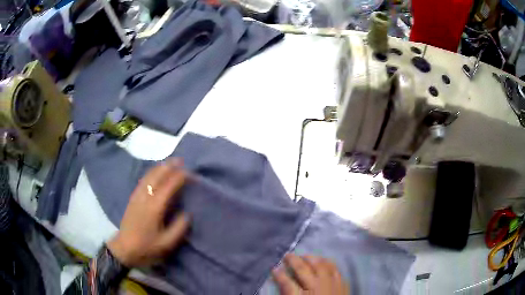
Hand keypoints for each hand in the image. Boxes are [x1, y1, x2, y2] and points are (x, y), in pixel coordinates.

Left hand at [107, 158, 189, 266]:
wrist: (124, 249)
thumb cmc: (146, 247)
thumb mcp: (166, 244)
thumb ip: (179, 228)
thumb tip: (187, 214)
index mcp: (154, 208)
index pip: (168, 187)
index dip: (178, 178)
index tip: (189, 173)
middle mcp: (144, 198)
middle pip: (156, 177)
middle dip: (168, 167)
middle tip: (180, 160)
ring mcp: (137, 197)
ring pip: (148, 177)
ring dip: (159, 168)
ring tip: (168, 163)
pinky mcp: (132, 199)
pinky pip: (142, 181)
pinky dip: (150, 173)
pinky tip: (153, 173)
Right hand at [273, 254, 348, 294]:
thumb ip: (290, 294)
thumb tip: (283, 285)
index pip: (287, 283)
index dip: (279, 275)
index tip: (274, 268)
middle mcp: (316, 287)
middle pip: (302, 269)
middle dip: (293, 260)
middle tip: (286, 255)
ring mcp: (331, 283)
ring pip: (319, 265)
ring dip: (310, 258)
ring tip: (304, 256)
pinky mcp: (342, 283)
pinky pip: (334, 268)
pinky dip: (327, 262)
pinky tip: (322, 260)